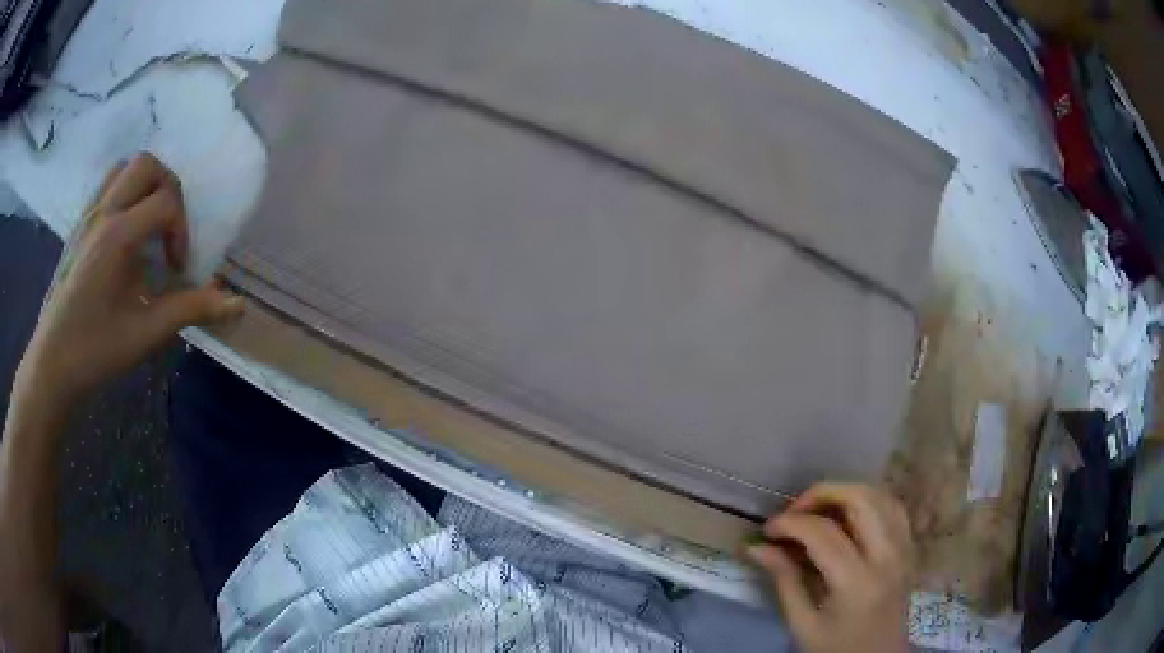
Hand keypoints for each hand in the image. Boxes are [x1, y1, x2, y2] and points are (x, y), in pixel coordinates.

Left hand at [17, 153, 243, 404]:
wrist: (52, 363)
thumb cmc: (95, 350)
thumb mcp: (144, 333)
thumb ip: (190, 310)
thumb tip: (236, 305)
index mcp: (118, 235)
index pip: (166, 201)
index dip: (182, 230)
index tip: (178, 269)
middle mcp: (103, 212)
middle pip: (148, 166)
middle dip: (168, 191)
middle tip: (167, 231)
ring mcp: (87, 215)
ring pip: (125, 168)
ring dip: (144, 186)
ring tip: (147, 225)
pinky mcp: (77, 226)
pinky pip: (106, 186)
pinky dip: (124, 194)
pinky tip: (123, 233)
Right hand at [747, 483, 913, 652]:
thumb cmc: (836, 649)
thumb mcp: (802, 625)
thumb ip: (784, 581)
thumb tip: (757, 546)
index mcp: (857, 582)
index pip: (823, 532)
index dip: (790, 523)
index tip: (767, 531)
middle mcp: (887, 556)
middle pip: (861, 499)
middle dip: (822, 493)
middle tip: (794, 511)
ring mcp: (905, 549)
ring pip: (881, 495)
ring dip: (846, 492)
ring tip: (818, 510)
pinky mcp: (910, 548)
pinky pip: (893, 507)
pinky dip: (868, 501)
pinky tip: (848, 515)